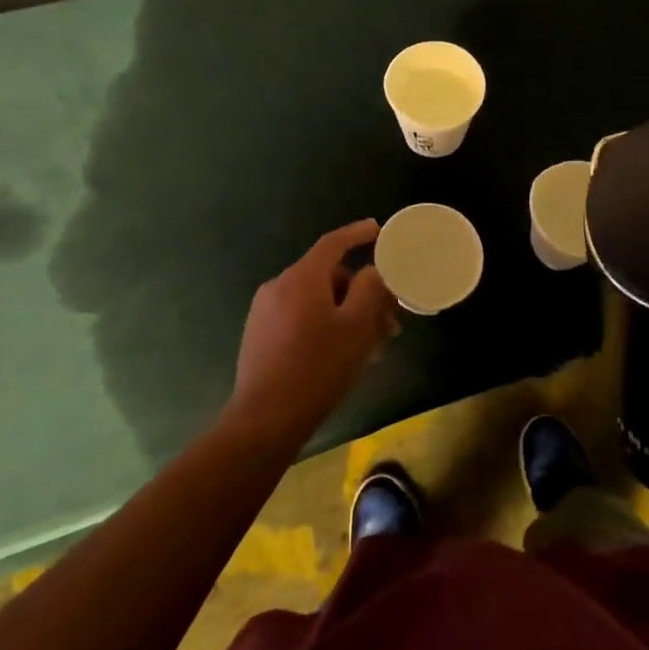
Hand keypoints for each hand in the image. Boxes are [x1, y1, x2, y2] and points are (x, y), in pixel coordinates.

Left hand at [225, 221, 399, 450]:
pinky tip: (344, 353)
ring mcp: (265, 312)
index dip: (358, 234)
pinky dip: (326, 324)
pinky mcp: (260, 336)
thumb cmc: (318, 367)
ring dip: (347, 314)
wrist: (265, 419)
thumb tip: (373, 270)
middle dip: (361, 292)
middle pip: (328, 276)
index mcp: (301, 278)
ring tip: (372, 345)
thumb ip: (370, 289)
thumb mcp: (357, 326)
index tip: (378, 229)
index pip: (333, 243)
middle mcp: (278, 287)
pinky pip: (300, 317)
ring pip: (316, 300)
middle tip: (389, 318)